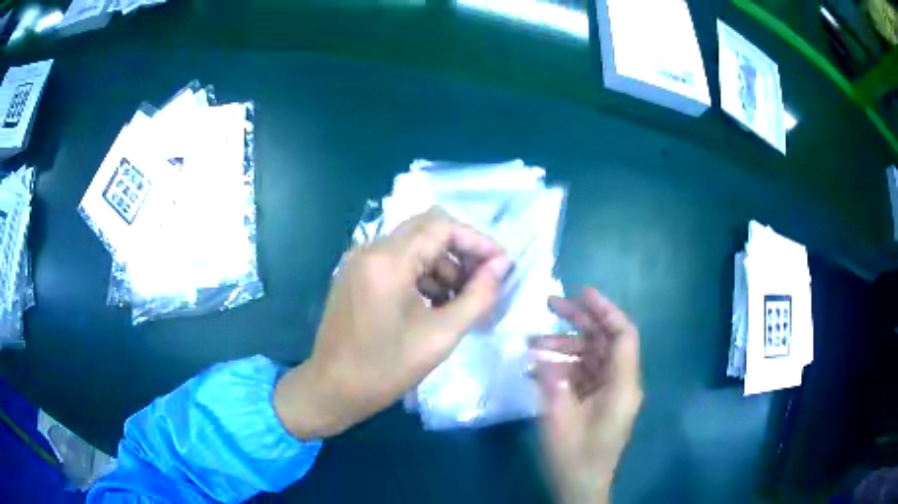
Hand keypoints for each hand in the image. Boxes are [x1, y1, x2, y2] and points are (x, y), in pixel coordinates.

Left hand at [275, 207, 510, 437]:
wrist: (332, 390)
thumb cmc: (385, 369)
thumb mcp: (440, 336)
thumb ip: (477, 296)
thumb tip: (502, 266)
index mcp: (387, 260)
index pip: (442, 226)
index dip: (478, 241)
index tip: (502, 266)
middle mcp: (370, 249)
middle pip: (427, 229)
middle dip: (461, 251)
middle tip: (485, 280)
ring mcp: (359, 261)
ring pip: (413, 245)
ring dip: (442, 265)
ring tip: (463, 300)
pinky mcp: (356, 275)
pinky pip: (397, 261)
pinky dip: (422, 275)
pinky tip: (436, 304)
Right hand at [531, 288, 642, 503]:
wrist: (581, 487)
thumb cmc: (574, 457)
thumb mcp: (558, 420)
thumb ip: (552, 383)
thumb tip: (540, 356)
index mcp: (622, 386)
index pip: (623, 335)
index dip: (605, 309)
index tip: (581, 292)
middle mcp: (621, 383)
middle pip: (605, 340)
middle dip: (579, 320)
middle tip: (549, 305)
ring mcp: (610, 392)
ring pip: (591, 355)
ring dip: (564, 347)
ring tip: (531, 345)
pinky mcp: (598, 401)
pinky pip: (584, 374)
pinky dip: (563, 367)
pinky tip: (536, 370)